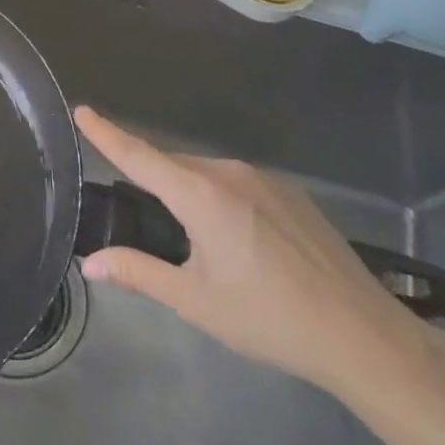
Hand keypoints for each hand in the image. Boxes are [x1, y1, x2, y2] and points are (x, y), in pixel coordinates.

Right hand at [74, 107, 427, 398]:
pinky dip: (217, 198)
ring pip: (206, 174)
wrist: (362, 335)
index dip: (107, 133)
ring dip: (186, 192)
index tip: (82, 110)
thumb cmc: (269, 318)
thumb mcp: (195, 301)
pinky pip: (236, 183)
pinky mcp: (291, 194)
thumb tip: (91, 262)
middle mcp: (231, 174)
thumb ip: (139, 273)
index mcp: (201, 195)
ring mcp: (266, 180)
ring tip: (187, 237)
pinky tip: (233, 238)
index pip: (140, 156)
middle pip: (173, 166)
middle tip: (135, 212)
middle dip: (149, 180)